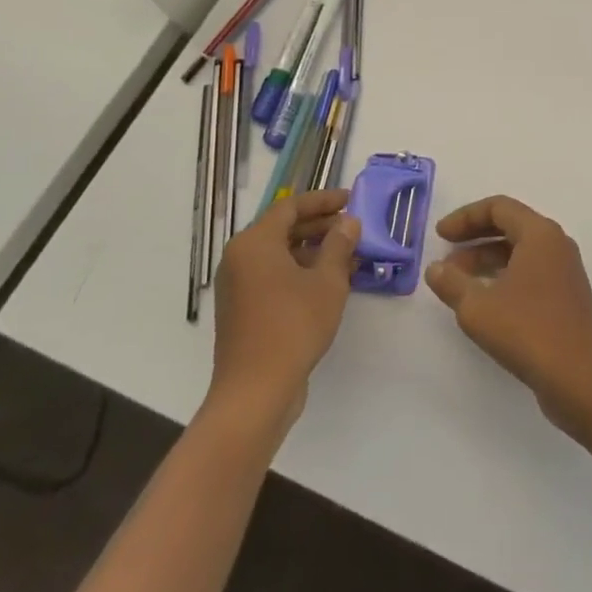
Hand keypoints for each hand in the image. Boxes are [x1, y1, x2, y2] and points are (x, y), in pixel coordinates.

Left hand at [208, 190, 360, 426]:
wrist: (255, 392)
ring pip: (280, 254)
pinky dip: (301, 272)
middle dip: (320, 225)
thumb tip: (348, 222)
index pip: (291, 206)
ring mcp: (238, 286)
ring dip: (314, 250)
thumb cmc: (293, 326)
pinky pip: (274, 276)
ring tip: (349, 255)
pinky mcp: (243, 310)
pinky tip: (331, 282)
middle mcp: (240, 258)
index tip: (350, 199)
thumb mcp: (327, 281)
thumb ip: (339, 245)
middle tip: (353, 227)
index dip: (323, 200)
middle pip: (283, 228)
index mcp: (255, 243)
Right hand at [425, 196, 591, 436]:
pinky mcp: (565, 297)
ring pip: (519, 252)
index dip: (465, 217)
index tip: (440, 235)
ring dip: (487, 260)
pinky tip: (483, 301)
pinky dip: (503, 277)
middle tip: (445, 255)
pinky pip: (529, 273)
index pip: (499, 208)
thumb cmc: (528, 331)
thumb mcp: (478, 307)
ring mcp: (564, 271)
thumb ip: (452, 283)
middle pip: (510, 226)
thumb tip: (435, 268)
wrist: (582, 378)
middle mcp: (555, 244)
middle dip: (474, 237)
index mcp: (539, 233)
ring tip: (456, 282)